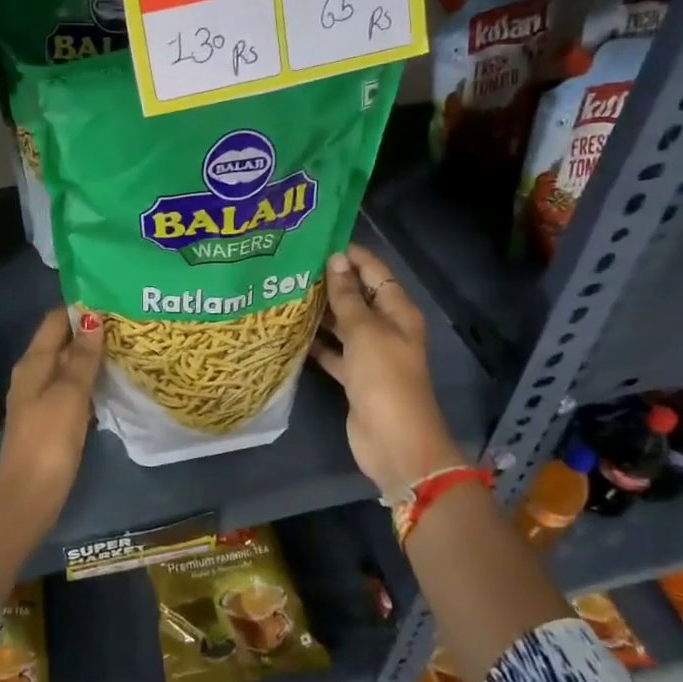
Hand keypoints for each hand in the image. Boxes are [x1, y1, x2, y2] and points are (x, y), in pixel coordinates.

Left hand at [0, 306, 105, 519]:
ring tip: (125, 344)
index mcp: (32, 363)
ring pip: (67, 365)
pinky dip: (88, 379)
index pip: (54, 321)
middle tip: (126, 320)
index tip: (110, 298)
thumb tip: (92, 317)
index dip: (79, 308)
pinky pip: (71, 387)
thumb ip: (81, 357)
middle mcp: (33, 375)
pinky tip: (111, 380)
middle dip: (89, 330)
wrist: (30, 494)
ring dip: (90, 355)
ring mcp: (40, 398)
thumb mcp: (69, 394)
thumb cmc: (49, 439)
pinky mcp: (51, 419)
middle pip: (60, 341)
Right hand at [310, 245, 467, 496]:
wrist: (393, 440)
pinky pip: (334, 352)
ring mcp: (370, 354)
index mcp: (398, 312)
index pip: (375, 272)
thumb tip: (335, 259)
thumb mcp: (364, 331)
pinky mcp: (354, 377)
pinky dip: (317, 344)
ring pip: (343, 325)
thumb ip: (347, 297)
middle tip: (291, 266)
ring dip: (321, 312)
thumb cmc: (384, 377)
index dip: (351, 255)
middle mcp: (386, 329)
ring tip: (285, 292)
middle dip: (330, 281)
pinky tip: (291, 332)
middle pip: (357, 297)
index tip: (318, 241)